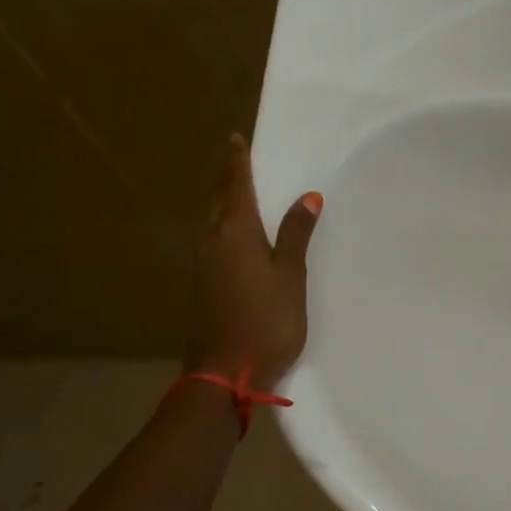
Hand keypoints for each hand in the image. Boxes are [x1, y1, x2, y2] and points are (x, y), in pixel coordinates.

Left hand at [196, 134, 322, 389]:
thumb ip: (296, 235)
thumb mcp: (290, 276)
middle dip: (225, 179)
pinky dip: (220, 226)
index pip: (235, 187)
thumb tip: (307, 196)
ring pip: (210, 221)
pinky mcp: (202, 286)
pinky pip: (210, 242)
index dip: (236, 162)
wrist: (226, 371)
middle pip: (216, 201)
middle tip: (234, 160)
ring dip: (221, 202)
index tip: (234, 139)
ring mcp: (203, 266)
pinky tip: (230, 236)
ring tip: (233, 192)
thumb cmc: (266, 320)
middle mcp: (212, 242)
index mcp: (235, 233)